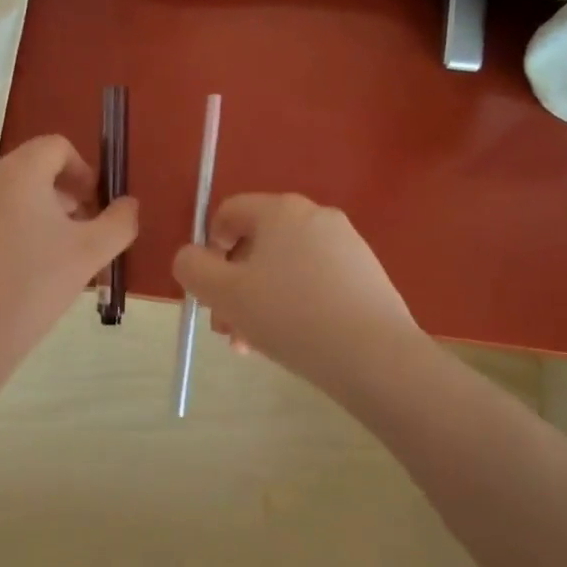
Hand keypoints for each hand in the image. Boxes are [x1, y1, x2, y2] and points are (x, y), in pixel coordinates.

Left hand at [0, 136, 138, 417]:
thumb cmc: (34, 286)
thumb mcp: (90, 254)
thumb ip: (119, 222)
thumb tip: (128, 204)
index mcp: (18, 173)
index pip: (56, 147)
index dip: (83, 170)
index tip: (96, 204)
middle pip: (31, 169)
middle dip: (63, 193)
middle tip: (82, 232)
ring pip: (8, 195)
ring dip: (37, 212)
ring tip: (53, 255)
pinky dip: (10, 229)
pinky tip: (20, 271)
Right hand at [172, 194, 419, 399]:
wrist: (375, 356)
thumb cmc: (290, 316)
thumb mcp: (224, 294)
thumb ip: (192, 268)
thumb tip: (191, 258)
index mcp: (280, 210)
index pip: (228, 213)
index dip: (208, 249)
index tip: (209, 290)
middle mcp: (315, 216)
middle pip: (256, 244)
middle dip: (233, 286)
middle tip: (227, 329)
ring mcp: (346, 244)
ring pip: (284, 268)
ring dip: (259, 301)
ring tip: (254, 346)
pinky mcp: (366, 274)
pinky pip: (314, 281)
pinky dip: (294, 305)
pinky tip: (293, 342)